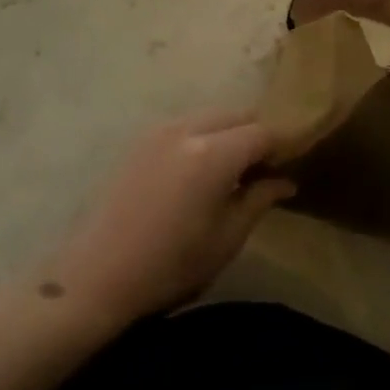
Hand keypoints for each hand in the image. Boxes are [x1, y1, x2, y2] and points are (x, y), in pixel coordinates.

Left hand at [39, 110, 294, 327]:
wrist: (97, 275)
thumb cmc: (170, 265)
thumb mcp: (226, 239)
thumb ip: (259, 200)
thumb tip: (285, 181)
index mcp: (214, 153)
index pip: (263, 132)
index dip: (282, 146)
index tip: (291, 166)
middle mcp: (188, 128)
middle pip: (237, 115)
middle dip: (256, 135)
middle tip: (264, 170)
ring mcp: (160, 129)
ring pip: (211, 116)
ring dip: (229, 134)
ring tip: (233, 172)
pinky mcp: (141, 139)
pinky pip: (186, 125)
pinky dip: (204, 137)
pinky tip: (201, 171)